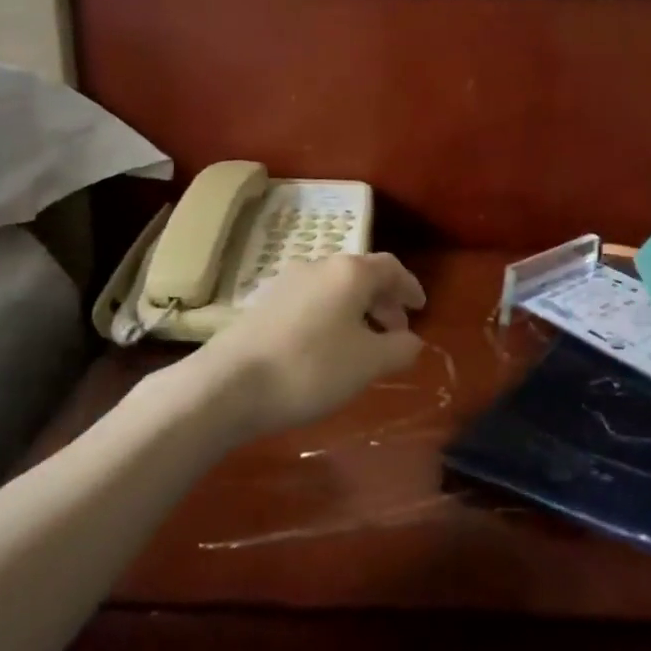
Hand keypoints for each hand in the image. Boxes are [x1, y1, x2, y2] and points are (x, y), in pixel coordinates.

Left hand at [190, 253, 426, 439]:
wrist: (230, 384)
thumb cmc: (312, 368)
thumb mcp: (369, 363)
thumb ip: (400, 348)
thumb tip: (411, 340)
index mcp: (349, 272)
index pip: (390, 268)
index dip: (409, 287)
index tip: (420, 308)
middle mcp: (317, 266)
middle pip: (361, 276)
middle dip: (383, 302)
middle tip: (396, 333)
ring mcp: (286, 283)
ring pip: (334, 290)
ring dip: (356, 311)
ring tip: (364, 345)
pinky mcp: (264, 304)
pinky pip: (311, 303)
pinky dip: (331, 318)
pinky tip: (327, 349)